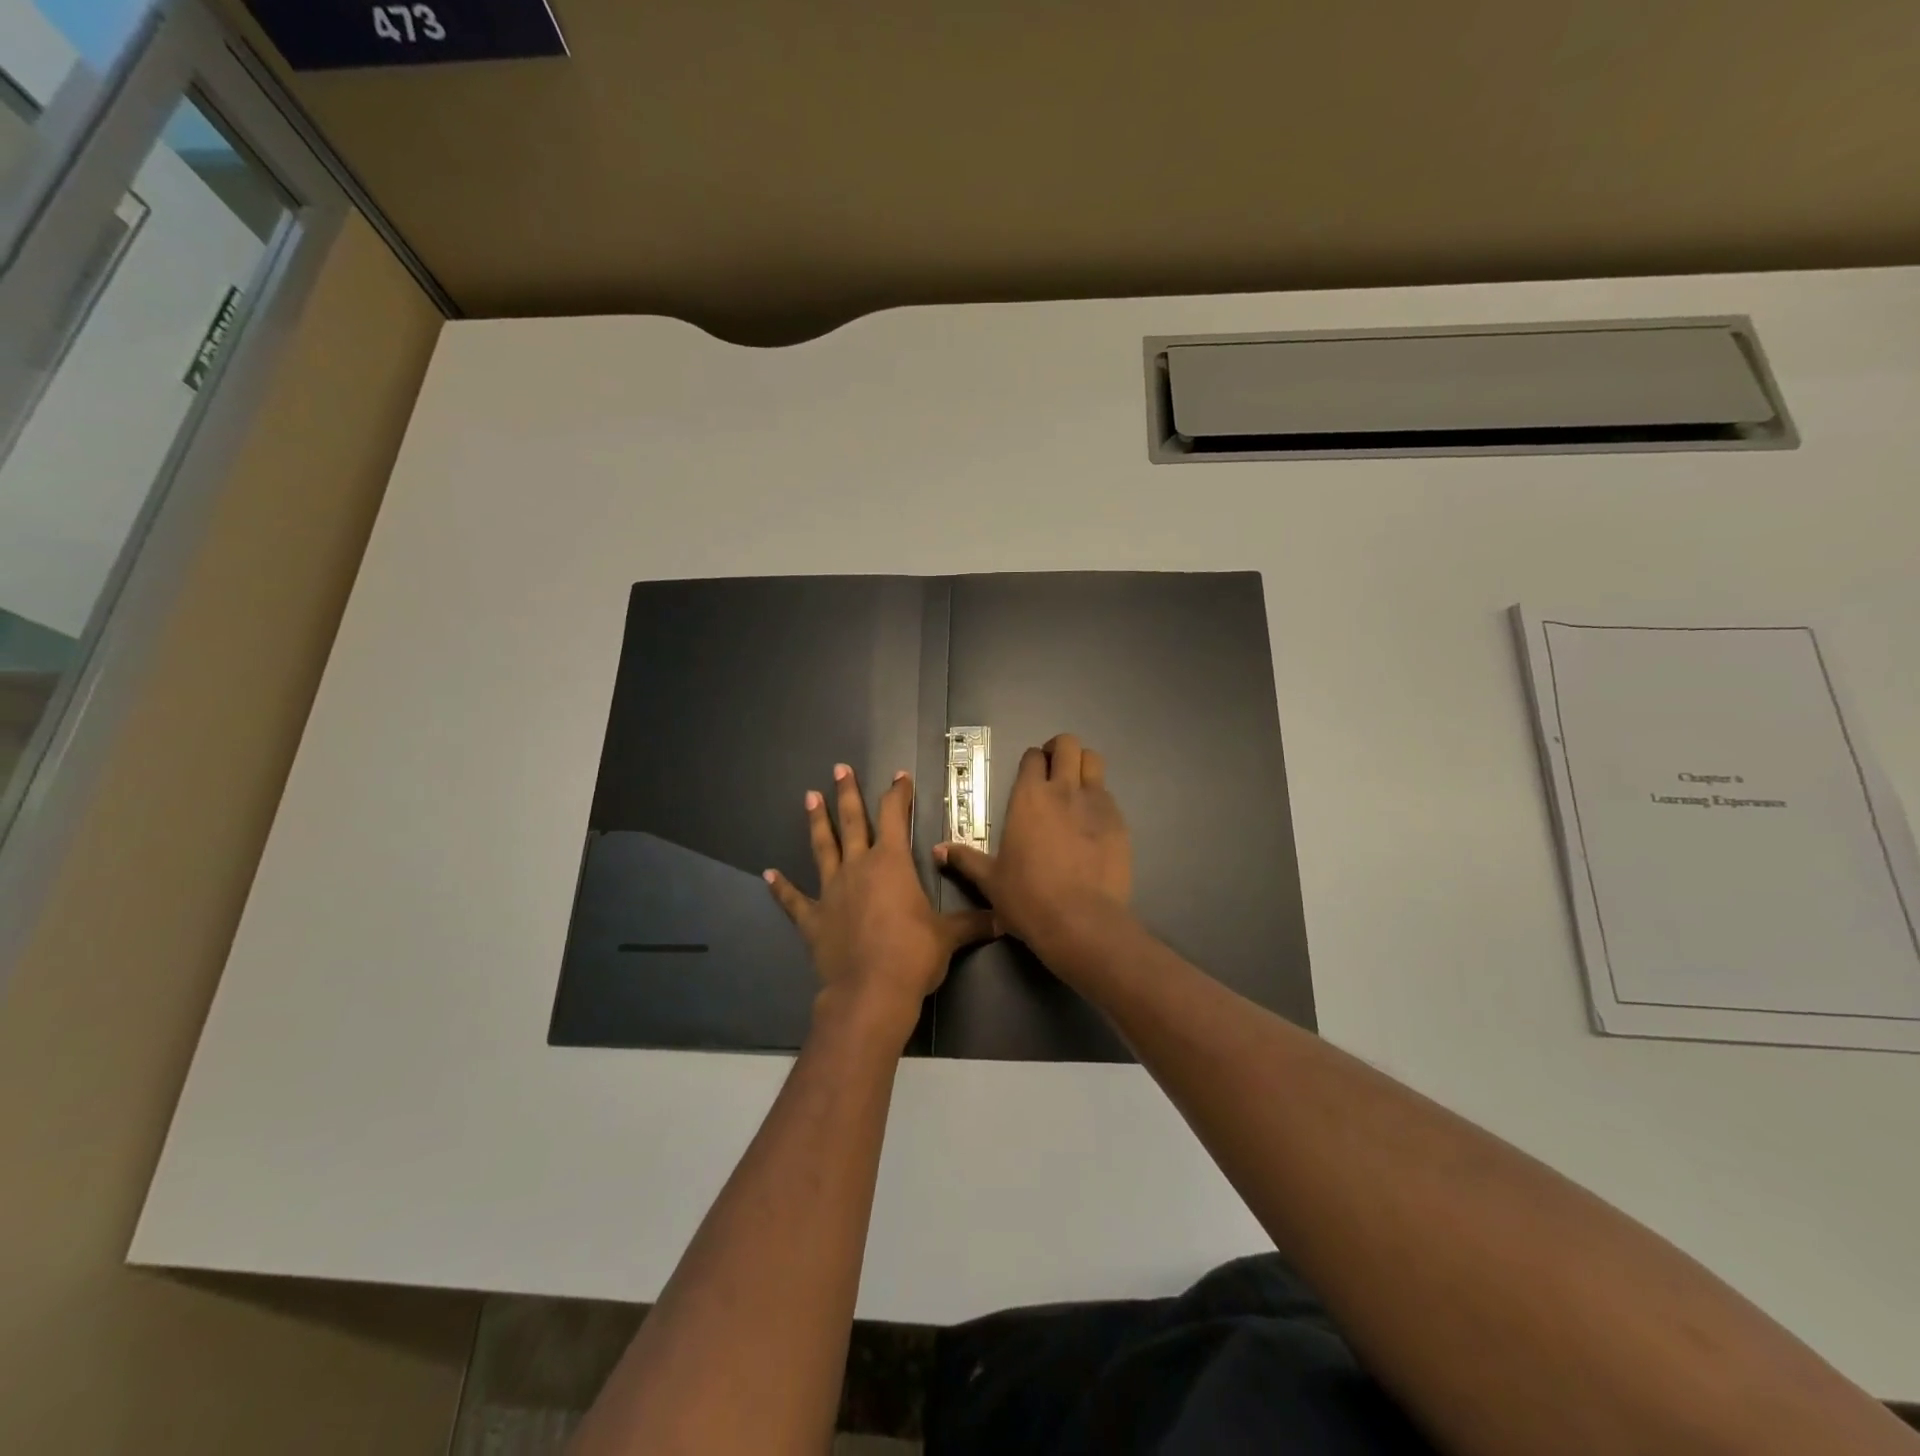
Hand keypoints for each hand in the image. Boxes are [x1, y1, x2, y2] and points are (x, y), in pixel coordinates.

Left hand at [766, 763, 994, 1042]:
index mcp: (891, 863)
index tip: (898, 776)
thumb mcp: (949, 936)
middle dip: (847, 794)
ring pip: (822, 848)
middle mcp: (858, 867)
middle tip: (839, 769)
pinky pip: (793, 900)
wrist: (871, 992)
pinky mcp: (812, 919)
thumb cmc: (913, 955)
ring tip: (809, 797)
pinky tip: (767, 874)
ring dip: (817, 822)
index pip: (895, 816)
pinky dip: (780, 888)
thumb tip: (1005, 919)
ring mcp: (831, 891)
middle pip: (852, 822)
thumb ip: (973, 923)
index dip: (898, 794)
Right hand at [935, 733, 1130, 953]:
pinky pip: (1109, 795)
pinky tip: (1093, 822)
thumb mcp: (990, 880)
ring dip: (1083, 766)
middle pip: (1068, 745)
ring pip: (1094, 762)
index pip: (1032, 757)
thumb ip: (965, 859)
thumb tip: (937, 850)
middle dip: (1060, 750)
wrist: (1081, 921)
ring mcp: (1096, 803)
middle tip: (1054, 769)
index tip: (1030, 774)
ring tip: (1076, 787)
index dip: (1032, 761)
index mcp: (1028, 797)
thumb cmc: (1028, 898)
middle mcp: (1063, 790)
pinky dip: (1100, 799)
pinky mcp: (1119, 821)